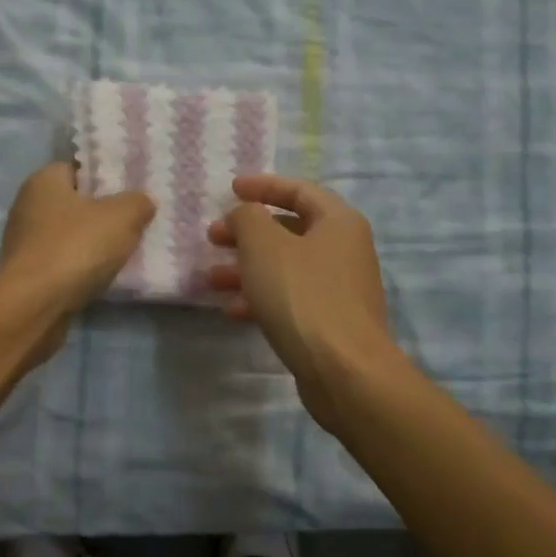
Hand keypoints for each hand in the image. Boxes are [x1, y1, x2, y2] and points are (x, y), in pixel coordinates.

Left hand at [0, 163, 154, 367]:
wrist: (34, 305)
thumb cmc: (75, 247)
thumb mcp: (121, 216)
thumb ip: (137, 202)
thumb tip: (142, 202)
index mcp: (44, 180)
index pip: (78, 168)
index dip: (105, 177)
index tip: (132, 191)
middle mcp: (28, 206)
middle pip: (75, 204)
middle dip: (103, 213)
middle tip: (135, 222)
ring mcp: (25, 243)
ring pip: (70, 236)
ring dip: (93, 245)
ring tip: (125, 252)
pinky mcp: (28, 275)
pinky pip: (64, 264)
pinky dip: (82, 269)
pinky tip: (104, 277)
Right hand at [207, 174, 397, 428]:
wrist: (343, 371)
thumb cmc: (303, 296)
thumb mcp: (264, 246)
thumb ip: (247, 218)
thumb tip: (245, 215)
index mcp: (338, 222)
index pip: (299, 190)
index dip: (263, 186)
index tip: (230, 189)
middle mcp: (344, 250)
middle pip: (290, 230)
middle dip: (247, 232)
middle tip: (213, 237)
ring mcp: (338, 288)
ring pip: (285, 268)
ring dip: (246, 269)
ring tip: (211, 278)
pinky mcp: (328, 322)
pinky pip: (289, 298)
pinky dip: (260, 298)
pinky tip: (232, 310)